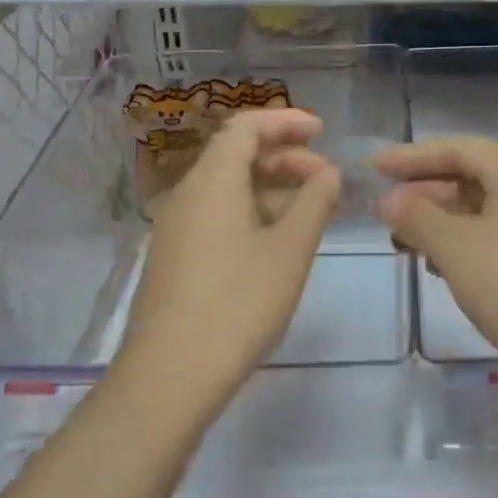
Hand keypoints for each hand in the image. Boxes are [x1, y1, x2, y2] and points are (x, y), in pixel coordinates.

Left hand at [118, 108, 340, 403]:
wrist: (169, 375)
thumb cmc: (238, 303)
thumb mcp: (289, 249)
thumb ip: (314, 202)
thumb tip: (328, 174)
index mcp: (213, 180)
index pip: (246, 126)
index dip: (286, 121)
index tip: (322, 132)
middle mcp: (188, 193)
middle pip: (237, 154)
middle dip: (286, 158)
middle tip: (327, 179)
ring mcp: (177, 227)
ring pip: (229, 188)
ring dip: (273, 188)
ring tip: (313, 211)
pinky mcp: (175, 256)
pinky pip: (218, 214)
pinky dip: (253, 212)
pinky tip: (280, 240)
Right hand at [374, 135, 497, 375]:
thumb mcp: (457, 248)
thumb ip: (417, 217)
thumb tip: (388, 199)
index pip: (455, 148)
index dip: (411, 157)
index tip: (374, 167)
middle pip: (470, 176)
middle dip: (424, 193)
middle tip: (384, 212)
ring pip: (483, 208)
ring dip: (442, 221)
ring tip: (404, 242)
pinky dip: (466, 242)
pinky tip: (442, 266)